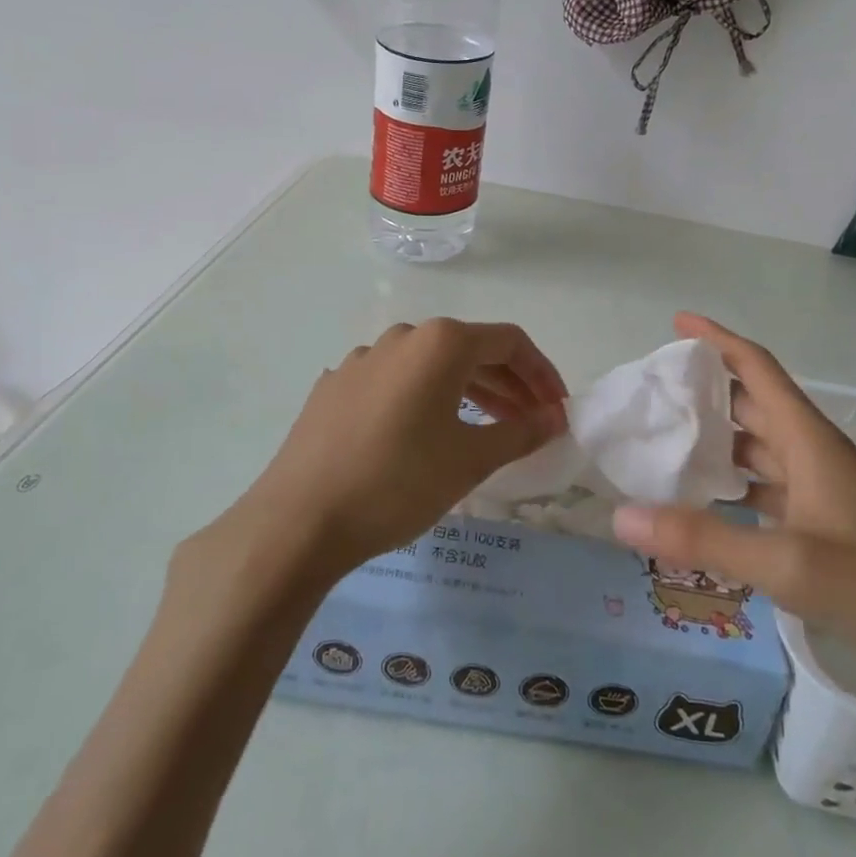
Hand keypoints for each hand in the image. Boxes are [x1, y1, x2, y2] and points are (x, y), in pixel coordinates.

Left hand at [233, 319, 567, 575]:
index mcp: (441, 342)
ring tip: (487, 429)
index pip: (509, 342)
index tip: (557, 408)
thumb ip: (521, 432)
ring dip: (468, 392)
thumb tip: (556, 417)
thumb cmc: (398, 482)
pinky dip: (425, 399)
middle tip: (530, 423)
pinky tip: (425, 434)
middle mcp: (403, 337)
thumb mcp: (471, 460)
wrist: (298, 520)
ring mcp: (364, 358)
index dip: (541, 373)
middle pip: (471, 350)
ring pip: (431, 366)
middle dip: (509, 385)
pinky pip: (395, 381)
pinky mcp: (336, 385)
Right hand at [612, 314, 855, 732]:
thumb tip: (621, 514)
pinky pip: (770, 491)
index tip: (675, 322)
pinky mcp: (832, 529)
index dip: (717, 338)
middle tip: (653, 394)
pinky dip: (737, 489)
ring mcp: (826, 493)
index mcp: (809, 440)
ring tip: (666, 444)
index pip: (756, 367)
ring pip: (761, 449)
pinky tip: (709, 507)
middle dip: (705, 391)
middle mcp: (815, 455)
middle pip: (753, 405)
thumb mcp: (791, 566)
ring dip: (719, 441)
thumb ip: (705, 539)